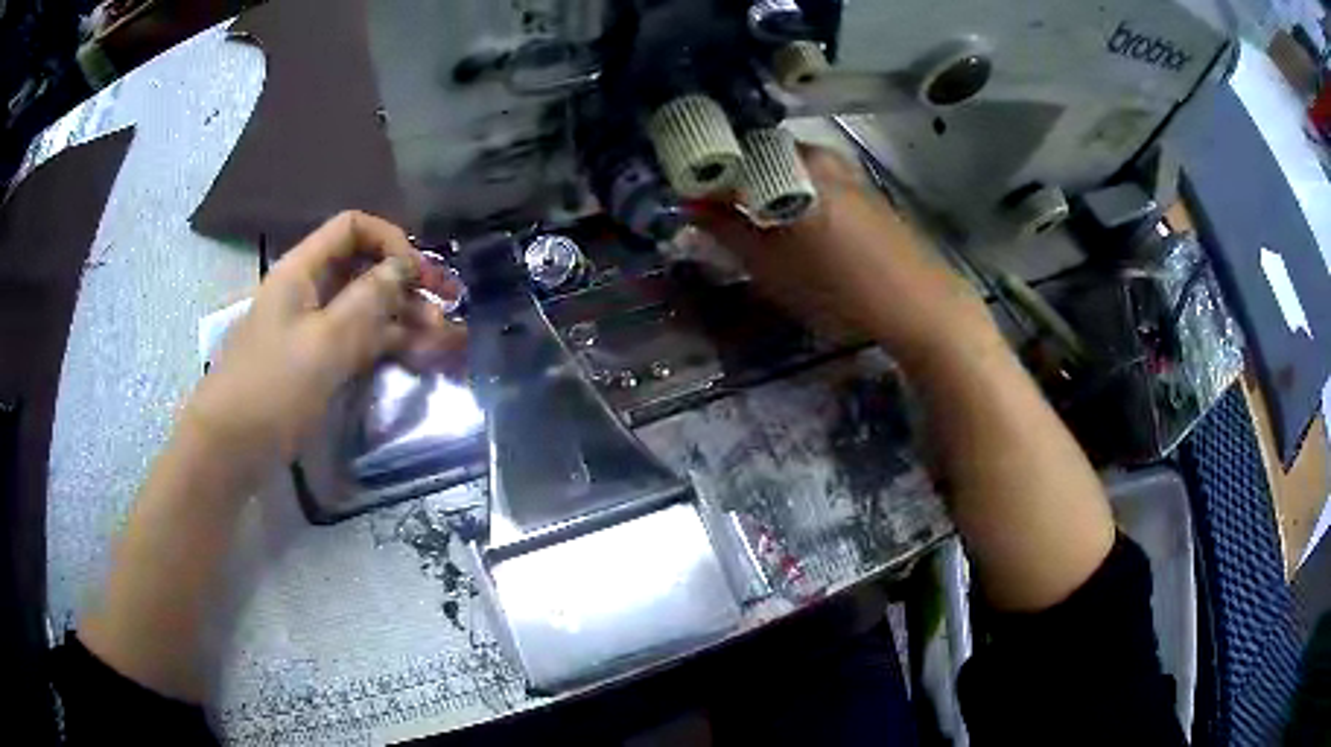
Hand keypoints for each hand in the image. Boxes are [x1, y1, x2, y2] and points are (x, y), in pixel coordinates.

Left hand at [183, 211, 465, 479]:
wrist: (230, 448)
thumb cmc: (272, 388)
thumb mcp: (325, 342)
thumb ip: (369, 300)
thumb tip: (405, 266)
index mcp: (302, 271)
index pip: (353, 229)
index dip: (391, 241)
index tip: (420, 275)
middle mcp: (309, 291)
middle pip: (364, 269)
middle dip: (408, 284)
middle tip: (450, 307)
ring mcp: (313, 328)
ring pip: (365, 309)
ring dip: (404, 318)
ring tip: (445, 340)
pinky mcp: (316, 362)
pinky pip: (357, 341)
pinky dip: (387, 345)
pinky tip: (419, 356)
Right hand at [695, 146, 993, 365]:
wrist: (919, 304)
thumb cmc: (839, 287)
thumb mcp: (772, 266)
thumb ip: (726, 231)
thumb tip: (690, 207)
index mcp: (789, 166)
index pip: (727, 158)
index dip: (703, 180)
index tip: (688, 204)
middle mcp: (815, 154)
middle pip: (757, 157)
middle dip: (734, 183)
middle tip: (720, 219)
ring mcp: (843, 167)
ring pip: (785, 167)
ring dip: (764, 190)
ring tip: (758, 228)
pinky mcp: (861, 184)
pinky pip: (812, 177)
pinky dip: (792, 194)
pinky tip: (796, 229)